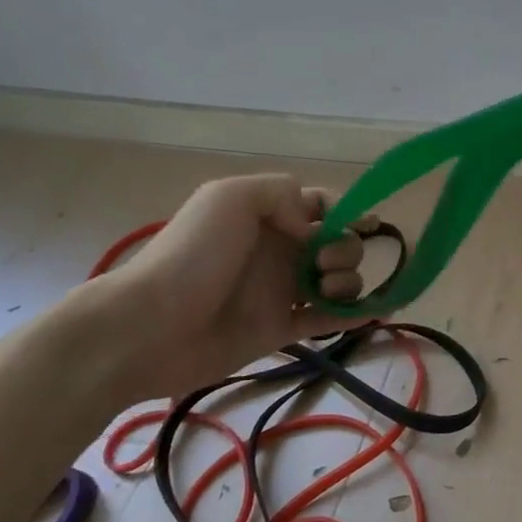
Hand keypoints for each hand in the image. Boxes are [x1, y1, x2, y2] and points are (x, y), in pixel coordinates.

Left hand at [78, 174, 371, 403]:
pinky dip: (354, 316)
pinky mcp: (282, 329)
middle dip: (346, 248)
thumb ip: (280, 192)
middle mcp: (281, 250)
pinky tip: (372, 313)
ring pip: (339, 281)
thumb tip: (311, 226)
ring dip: (349, 282)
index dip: (344, 212)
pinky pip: (328, 321)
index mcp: (270, 216)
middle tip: (324, 262)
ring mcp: (283, 292)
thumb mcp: (229, 198)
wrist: (149, 327)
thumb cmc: (191, 256)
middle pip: (338, 243)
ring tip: (325, 292)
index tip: (356, 223)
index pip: (323, 206)